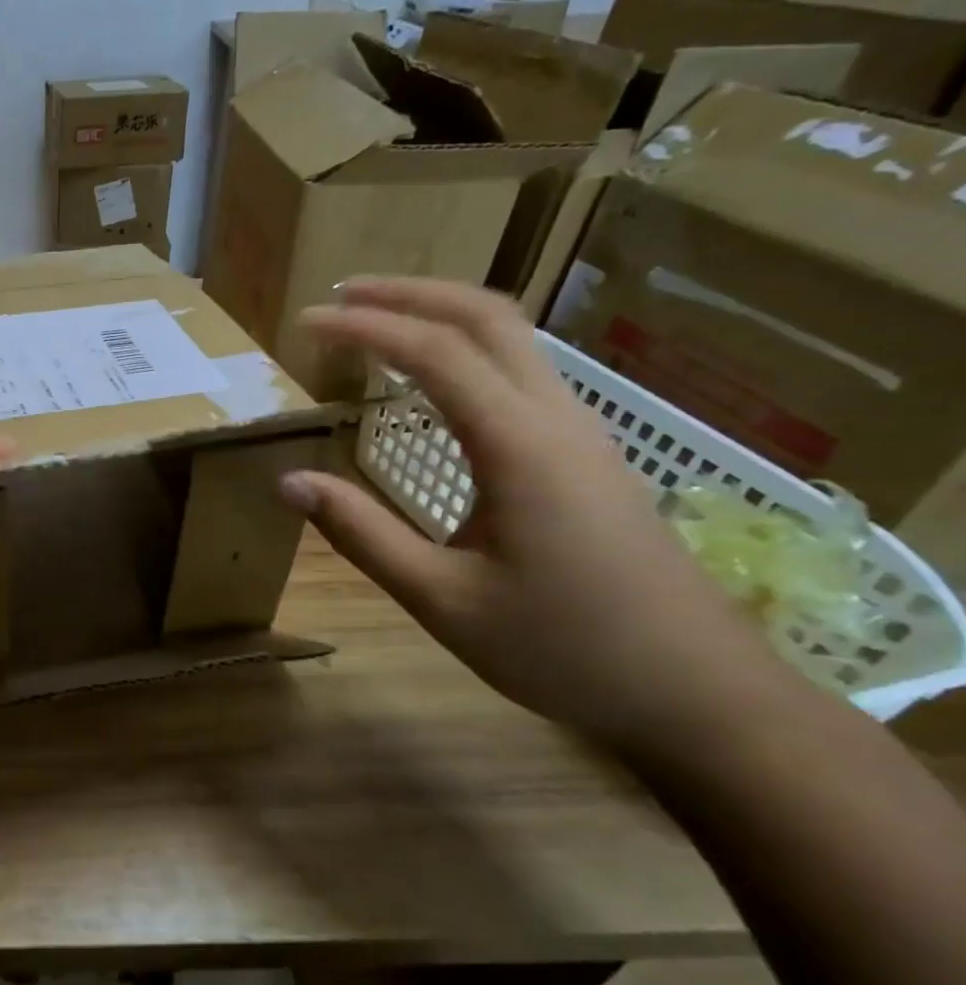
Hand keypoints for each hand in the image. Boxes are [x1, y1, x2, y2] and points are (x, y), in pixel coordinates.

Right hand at [276, 278, 782, 742]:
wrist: (695, 691)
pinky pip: (522, 372)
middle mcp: (556, 418)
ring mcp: (580, 432)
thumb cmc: (562, 648)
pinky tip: (433, 380)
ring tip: (376, 324)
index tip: (305, 323)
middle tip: (340, 295)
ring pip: (513, 338)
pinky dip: (466, 350)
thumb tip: (289, 482)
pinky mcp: (587, 454)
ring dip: (440, 315)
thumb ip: (361, 533)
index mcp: (518, 446)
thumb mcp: (442, 599)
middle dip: (409, 293)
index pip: (434, 353)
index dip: (364, 327)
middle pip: (487, 317)